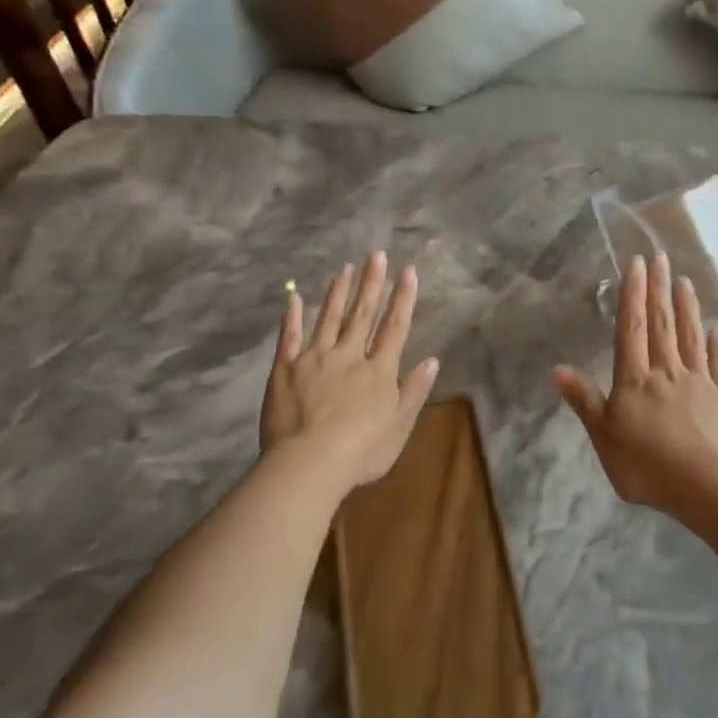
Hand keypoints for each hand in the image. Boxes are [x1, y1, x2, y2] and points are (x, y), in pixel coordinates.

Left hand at [260, 252, 439, 493]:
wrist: (310, 462)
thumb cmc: (362, 451)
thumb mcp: (400, 425)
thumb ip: (414, 391)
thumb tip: (432, 360)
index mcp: (379, 371)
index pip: (395, 327)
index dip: (403, 299)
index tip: (408, 271)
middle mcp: (349, 355)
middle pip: (362, 314)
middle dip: (372, 284)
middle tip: (376, 255)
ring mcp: (314, 358)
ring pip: (329, 318)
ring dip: (338, 292)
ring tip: (345, 268)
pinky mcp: (285, 368)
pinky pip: (289, 336)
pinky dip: (292, 316)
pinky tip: (294, 297)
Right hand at [554, 252, 717, 512]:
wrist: (705, 485)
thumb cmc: (646, 464)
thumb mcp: (603, 436)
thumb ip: (584, 400)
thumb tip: (558, 369)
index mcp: (635, 379)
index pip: (631, 328)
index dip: (633, 294)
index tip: (637, 263)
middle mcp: (667, 371)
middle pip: (662, 324)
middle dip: (659, 289)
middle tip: (662, 257)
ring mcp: (700, 382)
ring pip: (692, 337)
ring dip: (688, 308)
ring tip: (685, 282)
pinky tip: (717, 331)